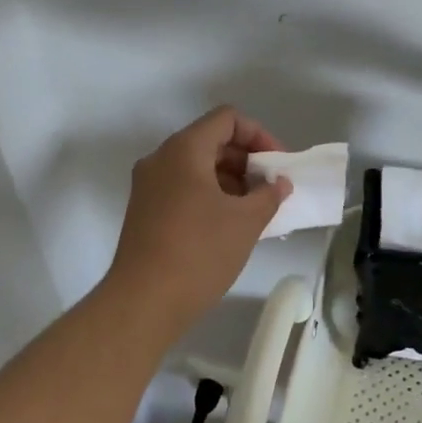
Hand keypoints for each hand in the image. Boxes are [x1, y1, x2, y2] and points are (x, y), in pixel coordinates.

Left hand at [106, 106, 291, 332]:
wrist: (142, 303)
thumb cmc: (199, 252)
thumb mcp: (245, 222)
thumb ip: (269, 194)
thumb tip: (279, 183)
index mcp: (184, 149)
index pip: (227, 119)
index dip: (259, 135)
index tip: (277, 165)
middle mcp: (161, 158)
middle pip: (211, 140)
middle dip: (246, 160)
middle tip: (270, 189)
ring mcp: (149, 185)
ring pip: (197, 166)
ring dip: (230, 180)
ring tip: (254, 210)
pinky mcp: (145, 210)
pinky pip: (183, 187)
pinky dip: (210, 195)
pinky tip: (229, 224)